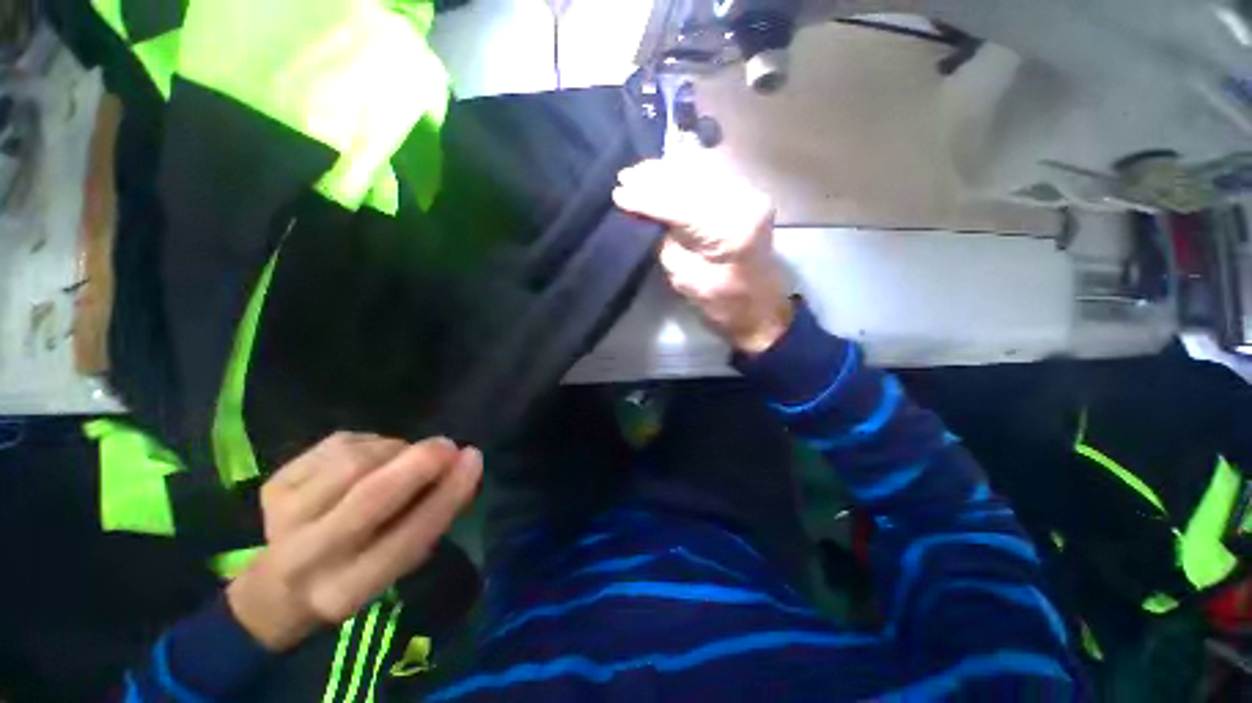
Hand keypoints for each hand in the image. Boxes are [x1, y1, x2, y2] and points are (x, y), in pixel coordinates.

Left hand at [226, 433, 481, 650]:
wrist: (276, 588)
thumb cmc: (356, 573)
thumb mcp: (398, 562)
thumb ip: (432, 519)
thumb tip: (464, 466)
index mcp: (349, 589)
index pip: (409, 536)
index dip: (448, 493)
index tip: (474, 458)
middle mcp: (308, 557)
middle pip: (372, 496)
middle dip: (420, 462)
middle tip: (447, 445)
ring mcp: (284, 516)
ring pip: (355, 461)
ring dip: (395, 451)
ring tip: (403, 458)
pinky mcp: (274, 484)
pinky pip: (339, 445)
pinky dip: (370, 443)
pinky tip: (371, 457)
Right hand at [613, 157, 792, 353]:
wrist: (759, 308)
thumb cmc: (721, 303)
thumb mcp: (684, 277)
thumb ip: (664, 241)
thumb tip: (644, 214)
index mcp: (730, 231)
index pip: (680, 205)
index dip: (647, 198)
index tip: (619, 193)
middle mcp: (744, 203)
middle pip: (691, 180)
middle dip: (654, 178)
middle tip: (624, 177)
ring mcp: (750, 195)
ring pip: (702, 170)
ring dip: (668, 170)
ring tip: (638, 172)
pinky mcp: (747, 196)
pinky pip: (711, 174)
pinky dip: (685, 172)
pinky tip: (664, 172)